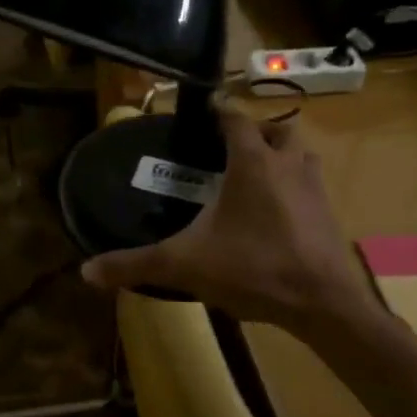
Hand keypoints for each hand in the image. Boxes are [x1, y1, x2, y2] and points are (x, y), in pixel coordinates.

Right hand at [80, 107, 381, 335]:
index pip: (235, 118)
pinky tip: (274, 216)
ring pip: (300, 155)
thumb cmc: (253, 268)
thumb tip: (86, 272)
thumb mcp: (185, 265)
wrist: (324, 305)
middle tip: (229, 150)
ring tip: (253, 178)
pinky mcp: (330, 215)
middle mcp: (287, 165)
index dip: (218, 111)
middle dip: (255, 132)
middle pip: (277, 129)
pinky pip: (311, 186)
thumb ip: (135, 265)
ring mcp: (315, 189)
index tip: (201, 112)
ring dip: (280, 157)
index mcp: (252, 162)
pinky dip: (294, 188)